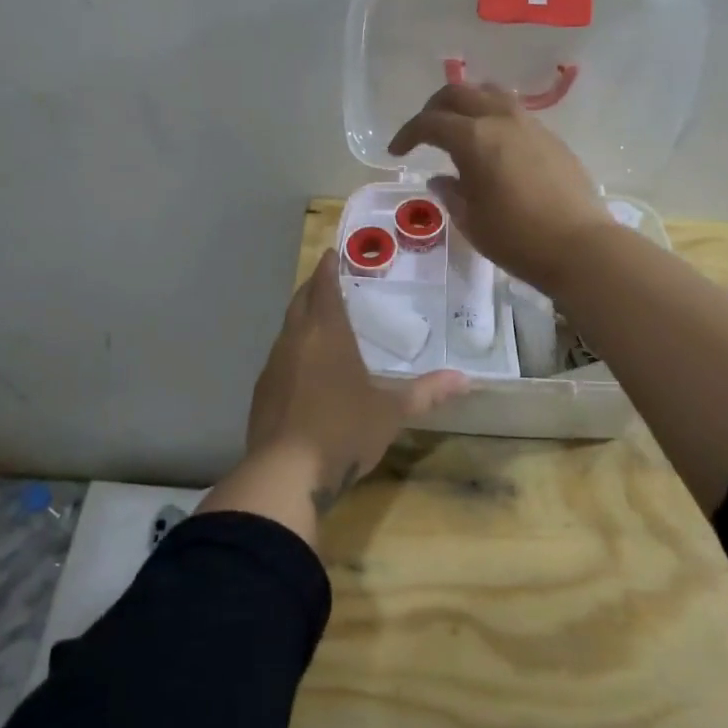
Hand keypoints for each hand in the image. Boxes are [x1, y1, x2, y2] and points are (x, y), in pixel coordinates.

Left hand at [245, 250, 465, 515]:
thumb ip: (426, 393)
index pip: (324, 287)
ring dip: (301, 319)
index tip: (330, 253)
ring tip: (318, 322)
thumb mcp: (391, 412)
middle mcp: (296, 340)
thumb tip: (466, 379)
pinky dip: (292, 350)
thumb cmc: (343, 431)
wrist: (285, 473)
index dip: (327, 268)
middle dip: (312, 288)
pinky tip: (303, 368)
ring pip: (287, 329)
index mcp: (327, 334)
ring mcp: (273, 366)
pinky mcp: (261, 392)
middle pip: (300, 302)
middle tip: (326, 281)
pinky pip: (278, 358)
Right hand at [388, 82, 615, 295]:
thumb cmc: (517, 238)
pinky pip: (514, 113)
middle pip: (459, 93)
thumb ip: (451, 193)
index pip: (430, 122)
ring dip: (468, 105)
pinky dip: (494, 118)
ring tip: (460, 129)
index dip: (407, 134)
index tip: (396, 152)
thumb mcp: (471, 221)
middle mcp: (501, 120)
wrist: (581, 246)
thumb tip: (441, 178)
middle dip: (434, 108)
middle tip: (424, 132)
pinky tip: (494, 146)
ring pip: (490, 94)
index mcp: (474, 138)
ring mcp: (531, 125)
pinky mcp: (552, 138)